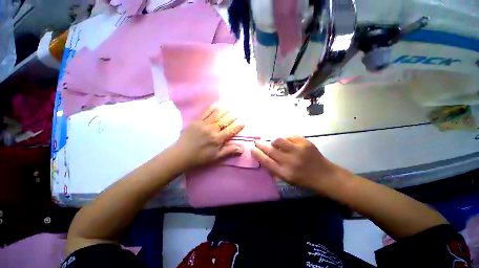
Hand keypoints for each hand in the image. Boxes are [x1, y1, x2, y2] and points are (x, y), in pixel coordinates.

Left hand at [172, 107, 244, 170]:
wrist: (181, 154)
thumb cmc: (200, 157)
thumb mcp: (215, 157)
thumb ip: (228, 151)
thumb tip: (241, 148)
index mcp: (217, 139)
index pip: (231, 130)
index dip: (238, 126)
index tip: (244, 122)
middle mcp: (212, 129)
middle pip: (225, 121)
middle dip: (233, 116)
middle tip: (238, 113)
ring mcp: (204, 124)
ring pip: (217, 115)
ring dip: (225, 110)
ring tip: (230, 107)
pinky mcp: (196, 121)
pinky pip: (206, 112)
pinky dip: (212, 108)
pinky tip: (217, 105)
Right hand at [251, 136, 344, 190]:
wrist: (324, 175)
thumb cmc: (303, 179)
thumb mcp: (287, 179)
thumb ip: (274, 169)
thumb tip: (263, 157)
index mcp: (284, 173)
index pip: (266, 161)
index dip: (257, 154)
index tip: (252, 148)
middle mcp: (290, 161)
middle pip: (270, 150)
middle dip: (261, 144)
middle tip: (257, 141)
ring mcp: (298, 150)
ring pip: (279, 140)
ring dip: (274, 141)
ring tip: (275, 143)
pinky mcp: (305, 143)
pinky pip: (290, 137)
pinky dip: (287, 139)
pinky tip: (290, 144)